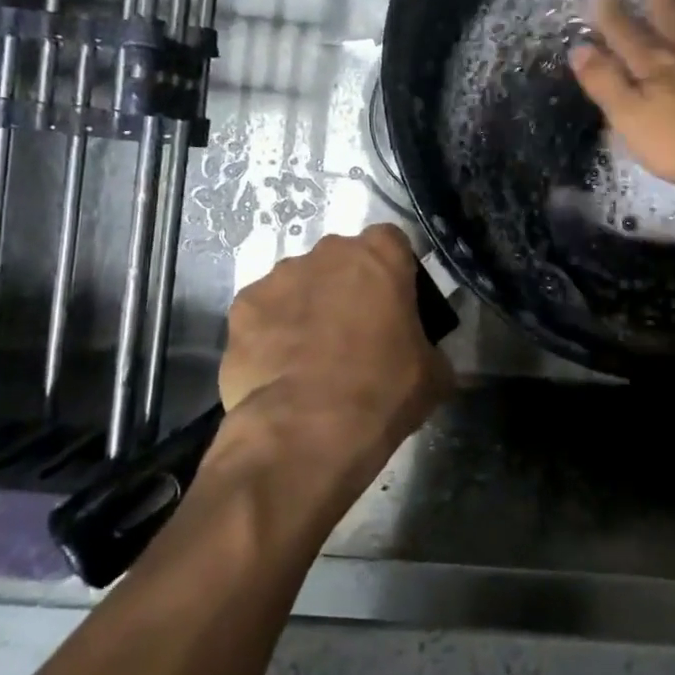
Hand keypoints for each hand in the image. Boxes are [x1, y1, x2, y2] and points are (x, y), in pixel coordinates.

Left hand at [217, 225, 453, 478]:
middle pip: (342, 261)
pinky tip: (279, 370)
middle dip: (348, 287)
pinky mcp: (242, 308)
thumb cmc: (382, 391)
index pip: (393, 243)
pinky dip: (271, 333)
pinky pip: (264, 313)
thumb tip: (425, 357)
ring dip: (307, 307)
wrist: (305, 430)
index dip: (394, 274)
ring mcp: (278, 277)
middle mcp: (327, 252)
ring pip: (299, 284)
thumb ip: (430, 349)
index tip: (396, 306)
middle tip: (355, 333)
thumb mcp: (433, 375)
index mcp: (380, 255)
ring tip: (310, 356)